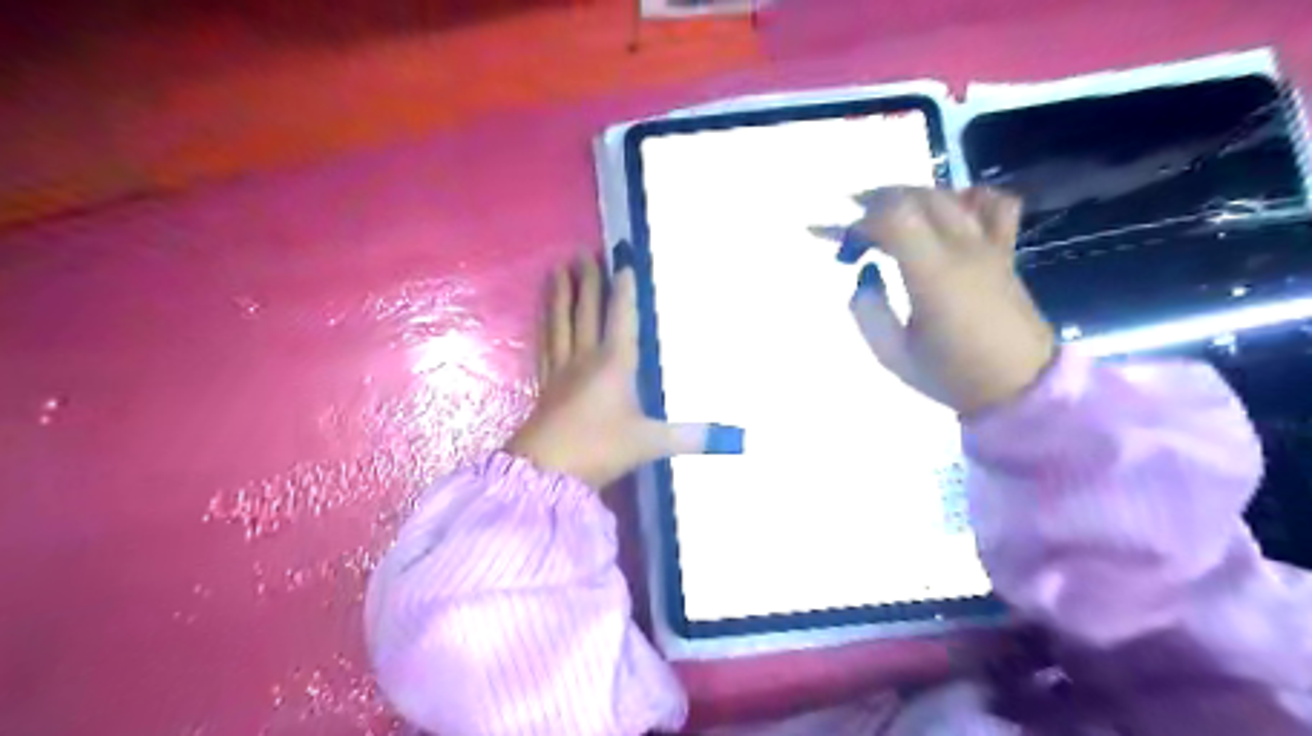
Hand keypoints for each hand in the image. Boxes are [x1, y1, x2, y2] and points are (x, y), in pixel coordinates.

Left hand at [503, 245, 740, 489]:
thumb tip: (731, 438)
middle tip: (582, 253)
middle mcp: (585, 358)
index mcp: (614, 364)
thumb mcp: (649, 443)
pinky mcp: (543, 385)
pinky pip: (544, 345)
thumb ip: (688, 437)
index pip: (621, 318)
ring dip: (559, 295)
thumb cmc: (599, 448)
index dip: (623, 291)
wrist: (545, 470)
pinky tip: (542, 318)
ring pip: (559, 323)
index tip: (622, 265)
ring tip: (555, 270)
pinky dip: (544, 326)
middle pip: (586, 312)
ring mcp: (560, 370)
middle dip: (587, 282)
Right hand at [839, 188, 1051, 417]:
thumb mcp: (893, 354)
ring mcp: (989, 246)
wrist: (1019, 387)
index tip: (842, 247)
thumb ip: (868, 310)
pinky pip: (994, 205)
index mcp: (933, 275)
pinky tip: (947, 215)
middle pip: (917, 196)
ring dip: (912, 198)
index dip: (859, 223)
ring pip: (949, 195)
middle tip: (854, 230)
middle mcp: (962, 249)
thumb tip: (866, 274)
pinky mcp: (1005, 252)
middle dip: (877, 203)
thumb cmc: (951, 374)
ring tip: (888, 219)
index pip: (893, 217)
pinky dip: (966, 199)